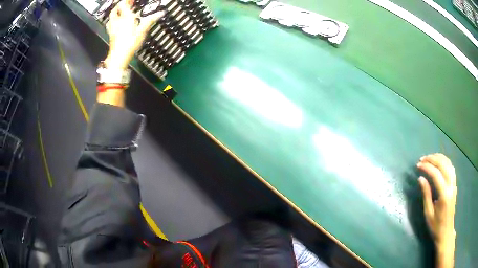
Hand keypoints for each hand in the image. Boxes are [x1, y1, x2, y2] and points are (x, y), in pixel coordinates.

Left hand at [104, 0, 163, 69]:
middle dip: (121, 5)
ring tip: (120, 11)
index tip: (132, 0)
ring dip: (115, 12)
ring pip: (111, 17)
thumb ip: (150, 20)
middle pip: (116, 9)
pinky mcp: (111, 34)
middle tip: (127, 4)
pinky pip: (110, 24)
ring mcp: (113, 28)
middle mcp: (117, 21)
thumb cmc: (129, 44)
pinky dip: (113, 21)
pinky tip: (116, 23)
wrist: (118, 57)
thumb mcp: (142, 31)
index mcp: (125, 18)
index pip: (123, 4)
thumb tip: (160, 13)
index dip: (127, 1)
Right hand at [417, 153, 456, 248]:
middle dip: (432, 159)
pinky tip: (439, 162)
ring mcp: (454, 184)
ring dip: (439, 158)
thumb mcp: (428, 213)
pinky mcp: (454, 184)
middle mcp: (451, 186)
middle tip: (422, 159)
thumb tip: (421, 178)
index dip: (427, 167)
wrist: (446, 232)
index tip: (418, 165)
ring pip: (448, 163)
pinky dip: (444, 161)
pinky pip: (451, 167)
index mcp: (444, 194)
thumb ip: (426, 194)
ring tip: (429, 158)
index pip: (436, 174)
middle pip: (443, 165)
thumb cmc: (436, 226)